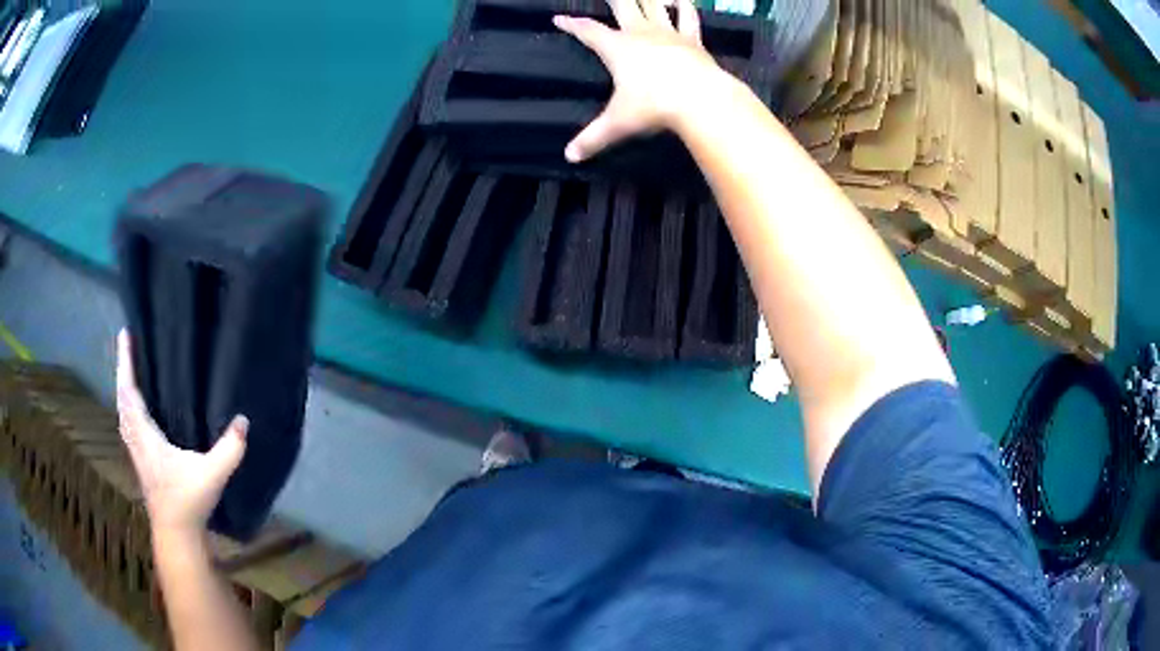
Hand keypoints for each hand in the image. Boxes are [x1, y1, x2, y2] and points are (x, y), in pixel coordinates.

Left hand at [116, 330, 247, 538]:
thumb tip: (244, 420)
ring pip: (122, 412)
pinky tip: (135, 409)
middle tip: (129, 347)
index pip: (130, 394)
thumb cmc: (189, 502)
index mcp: (147, 437)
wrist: (176, 534)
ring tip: (130, 371)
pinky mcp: (140, 461)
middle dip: (123, 371)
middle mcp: (136, 440)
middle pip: (122, 399)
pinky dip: (127, 407)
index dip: (126, 364)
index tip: (126, 335)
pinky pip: (128, 424)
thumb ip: (229, 449)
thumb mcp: (212, 475)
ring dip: (123, 389)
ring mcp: (136, 451)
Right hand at [554, 0, 724, 161]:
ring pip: (655, 5)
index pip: (588, 31)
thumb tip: (569, 156)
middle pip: (622, 5)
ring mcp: (668, 33)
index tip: (559, 18)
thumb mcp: (619, 124)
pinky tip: (682, 2)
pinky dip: (685, 7)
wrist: (701, 99)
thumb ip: (592, 138)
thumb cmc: (654, 107)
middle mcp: (640, 33)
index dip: (572, 25)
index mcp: (617, 48)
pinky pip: (688, 17)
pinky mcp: (692, 39)